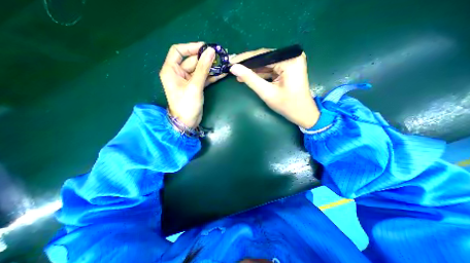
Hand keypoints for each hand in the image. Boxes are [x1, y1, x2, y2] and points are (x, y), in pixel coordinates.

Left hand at [158, 41, 215, 127]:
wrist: (188, 122)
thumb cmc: (186, 105)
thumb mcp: (194, 86)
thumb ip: (203, 68)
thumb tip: (211, 51)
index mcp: (171, 70)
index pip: (178, 51)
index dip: (191, 47)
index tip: (205, 47)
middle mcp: (178, 73)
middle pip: (192, 61)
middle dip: (206, 59)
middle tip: (221, 56)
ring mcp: (188, 80)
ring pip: (200, 70)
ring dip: (211, 67)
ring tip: (224, 63)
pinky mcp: (196, 87)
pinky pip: (204, 78)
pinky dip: (212, 76)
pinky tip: (222, 74)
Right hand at [231, 49, 321, 128]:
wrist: (302, 113)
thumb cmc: (287, 105)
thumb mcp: (267, 92)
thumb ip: (250, 79)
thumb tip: (234, 68)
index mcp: (289, 60)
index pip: (262, 55)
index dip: (245, 59)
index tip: (231, 61)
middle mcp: (291, 56)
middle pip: (264, 58)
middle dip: (248, 65)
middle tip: (233, 68)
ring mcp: (291, 62)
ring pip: (266, 64)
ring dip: (253, 70)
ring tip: (238, 74)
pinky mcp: (288, 68)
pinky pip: (271, 69)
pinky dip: (260, 74)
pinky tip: (248, 77)